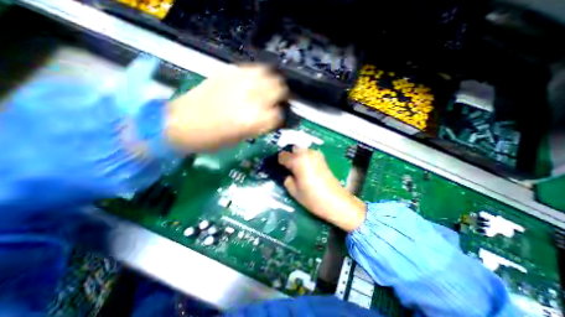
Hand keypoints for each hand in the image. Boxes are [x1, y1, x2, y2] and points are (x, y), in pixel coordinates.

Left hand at [163, 63, 286, 151]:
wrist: (179, 124)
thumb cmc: (210, 140)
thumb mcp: (239, 139)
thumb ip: (258, 126)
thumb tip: (270, 118)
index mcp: (252, 120)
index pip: (278, 115)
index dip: (280, 117)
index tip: (278, 119)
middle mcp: (249, 98)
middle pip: (278, 89)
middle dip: (282, 96)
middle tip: (278, 101)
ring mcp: (238, 83)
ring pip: (267, 74)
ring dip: (272, 82)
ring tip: (268, 90)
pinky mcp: (226, 73)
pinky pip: (251, 69)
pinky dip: (258, 75)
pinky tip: (255, 82)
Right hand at [277, 147, 366, 230]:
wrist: (337, 202)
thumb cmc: (313, 198)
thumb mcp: (294, 192)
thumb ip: (287, 180)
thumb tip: (287, 174)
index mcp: (298, 161)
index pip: (283, 155)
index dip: (280, 162)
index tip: (280, 168)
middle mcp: (307, 154)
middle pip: (294, 148)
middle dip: (290, 156)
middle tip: (288, 167)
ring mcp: (316, 155)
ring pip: (303, 150)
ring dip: (298, 156)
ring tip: (297, 168)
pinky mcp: (323, 159)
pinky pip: (310, 154)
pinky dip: (306, 157)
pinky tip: (307, 168)